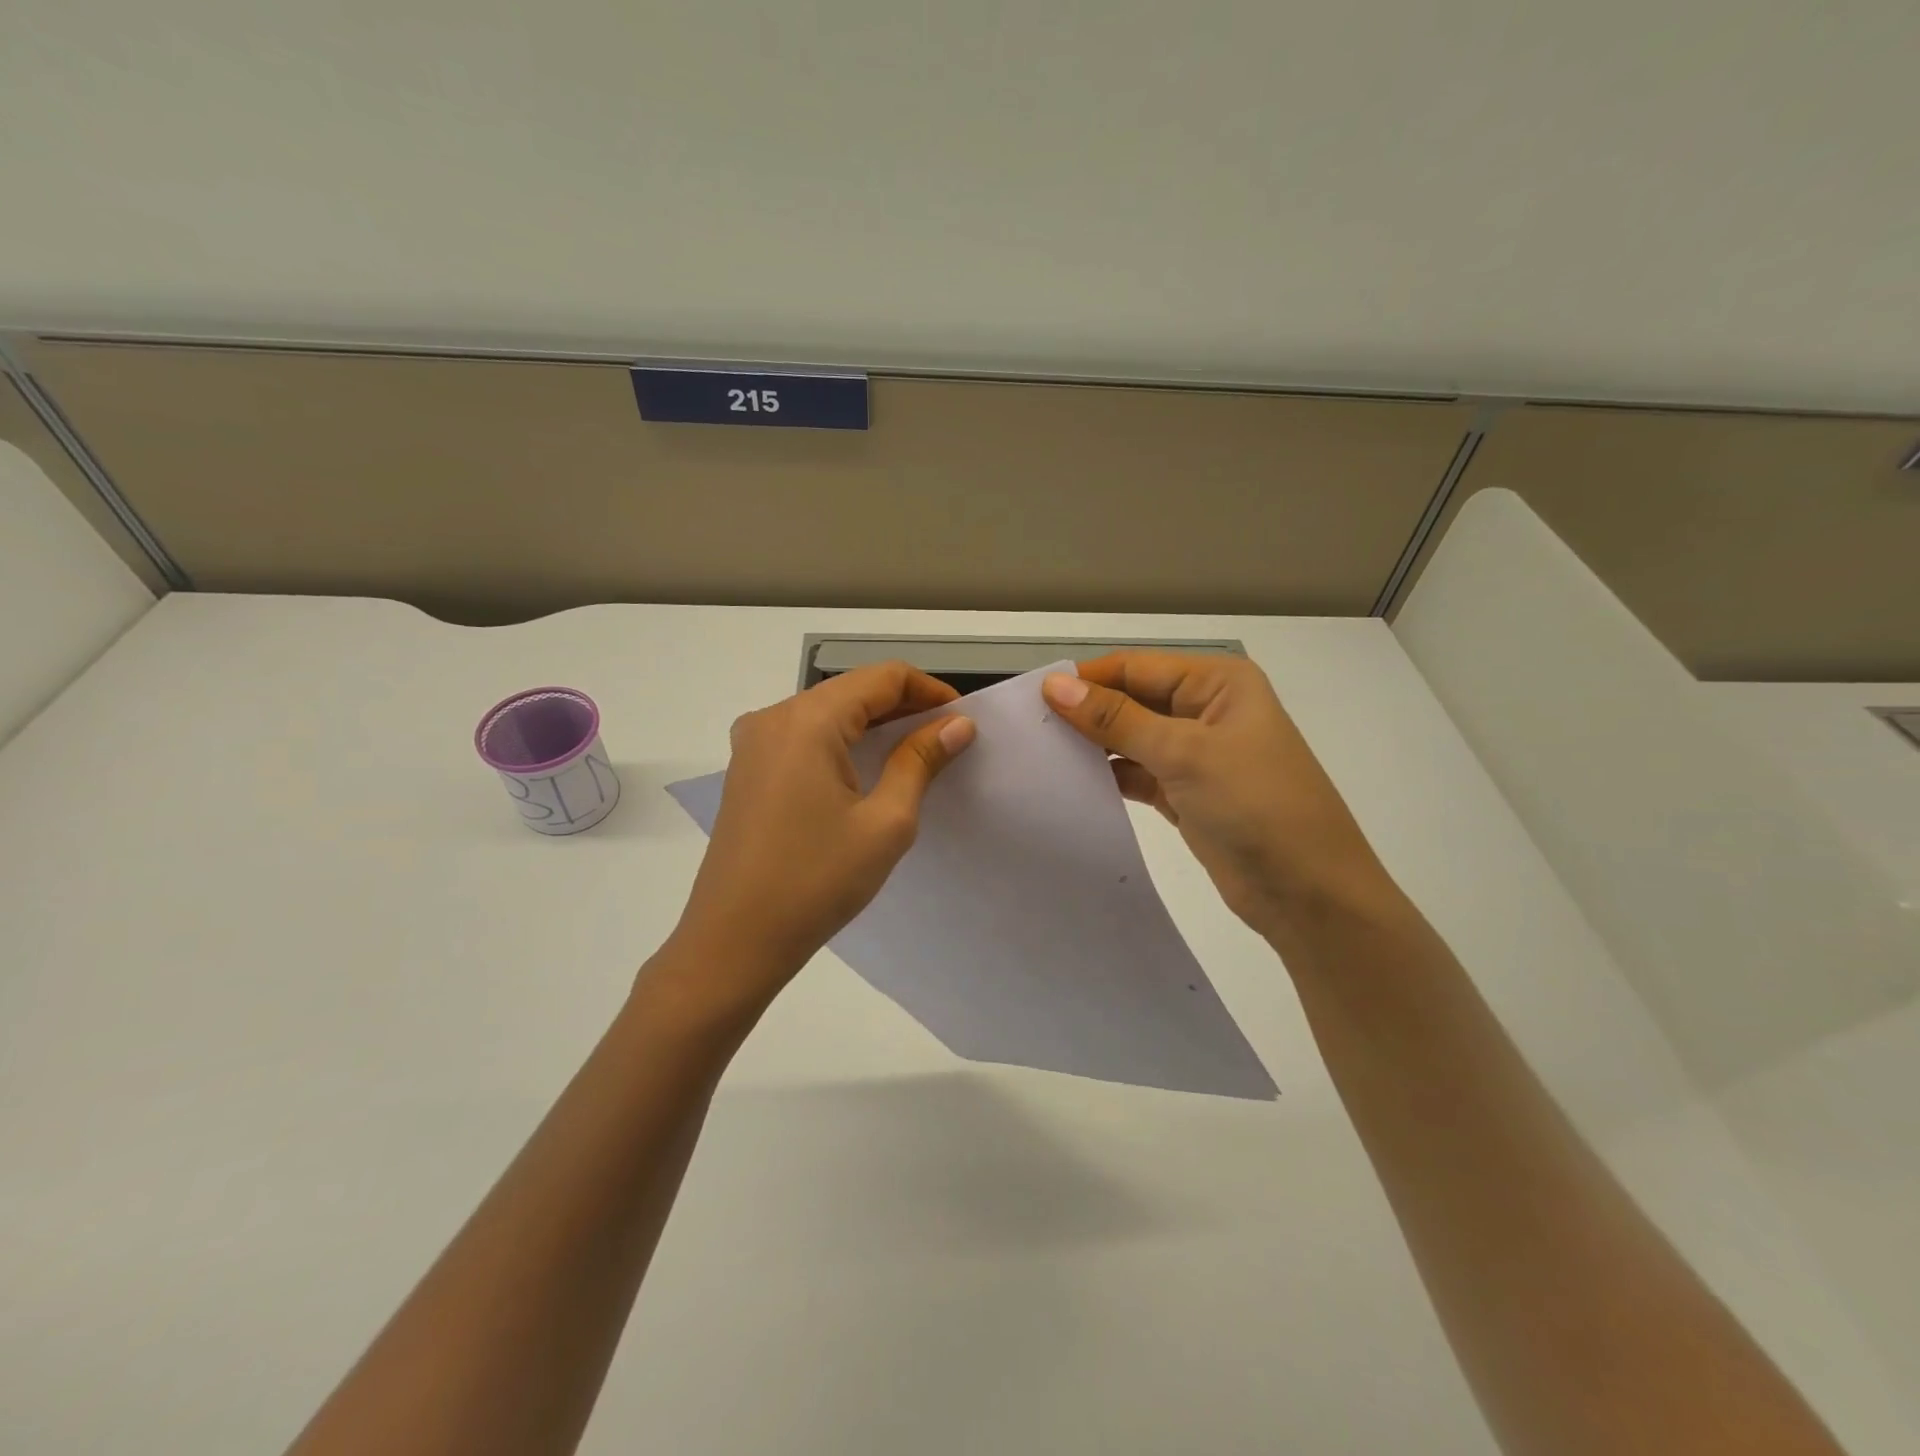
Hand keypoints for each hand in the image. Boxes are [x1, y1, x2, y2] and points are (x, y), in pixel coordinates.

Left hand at [664, 662, 975, 1015]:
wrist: (734, 941)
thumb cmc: (817, 881)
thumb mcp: (885, 822)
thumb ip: (920, 761)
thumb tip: (957, 725)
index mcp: (808, 720)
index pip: (882, 677)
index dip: (930, 691)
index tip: (963, 721)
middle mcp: (774, 717)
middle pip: (852, 690)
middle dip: (904, 707)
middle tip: (947, 740)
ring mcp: (753, 743)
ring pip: (828, 712)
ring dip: (873, 726)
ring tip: (915, 755)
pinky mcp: (747, 769)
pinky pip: (804, 737)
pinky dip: (843, 743)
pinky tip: (867, 772)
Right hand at [1042, 652, 1393, 938]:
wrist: (1310, 895)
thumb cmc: (1256, 806)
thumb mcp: (1184, 754)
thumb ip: (1116, 719)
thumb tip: (1055, 686)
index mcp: (1218, 683)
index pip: (1136, 667)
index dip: (1086, 680)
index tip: (1032, 697)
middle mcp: (1207, 710)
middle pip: (1132, 700)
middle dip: (1086, 713)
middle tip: (1029, 728)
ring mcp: (1197, 755)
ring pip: (1131, 739)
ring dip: (1094, 746)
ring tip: (1041, 754)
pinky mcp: (1187, 794)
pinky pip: (1138, 774)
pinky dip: (1109, 777)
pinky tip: (1072, 783)